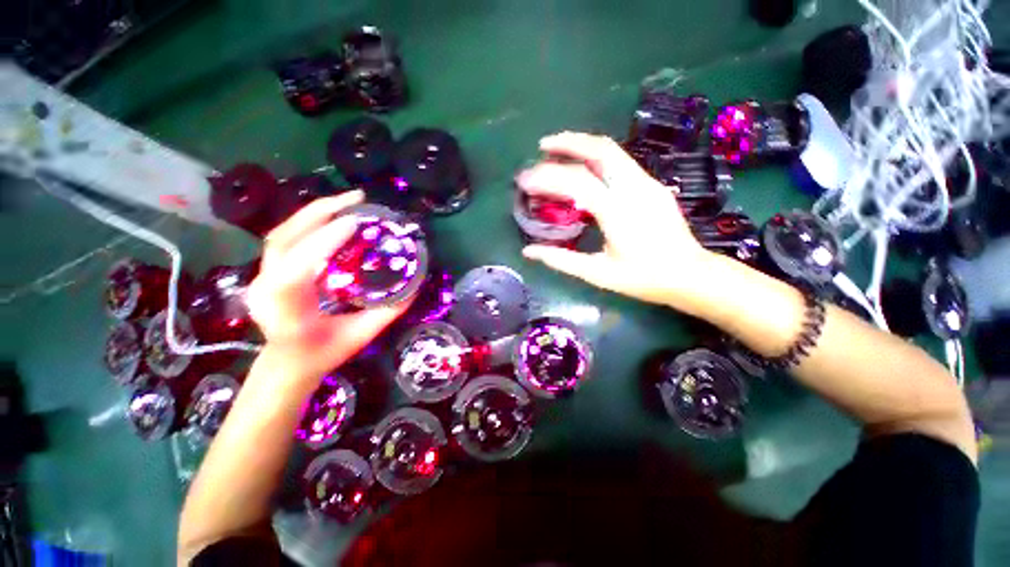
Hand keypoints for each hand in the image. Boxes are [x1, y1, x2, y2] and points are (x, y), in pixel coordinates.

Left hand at [247, 192, 413, 380]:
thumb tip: (414, 286)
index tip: (354, 222)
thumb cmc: (322, 353)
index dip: (323, 242)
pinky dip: (309, 221)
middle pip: (284, 239)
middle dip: (320, 213)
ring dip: (314, 212)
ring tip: (346, 201)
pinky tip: (331, 216)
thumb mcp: (361, 336)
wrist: (286, 363)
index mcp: (286, 311)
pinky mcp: (267, 269)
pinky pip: (286, 238)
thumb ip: (387, 312)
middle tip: (356, 200)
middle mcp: (265, 288)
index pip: (296, 269)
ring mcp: (261, 276)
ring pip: (282, 233)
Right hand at [517, 132, 717, 309]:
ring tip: (558, 149)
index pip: (577, 182)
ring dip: (583, 145)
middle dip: (567, 143)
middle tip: (542, 146)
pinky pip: (621, 162)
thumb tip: (528, 251)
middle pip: (600, 150)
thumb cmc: (643, 278)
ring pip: (613, 151)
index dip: (547, 177)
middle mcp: (634, 188)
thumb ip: (561, 260)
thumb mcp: (598, 273)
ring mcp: (647, 183)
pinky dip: (596, 157)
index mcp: (618, 211)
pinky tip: (585, 168)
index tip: (524, 181)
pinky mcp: (653, 185)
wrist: (690, 274)